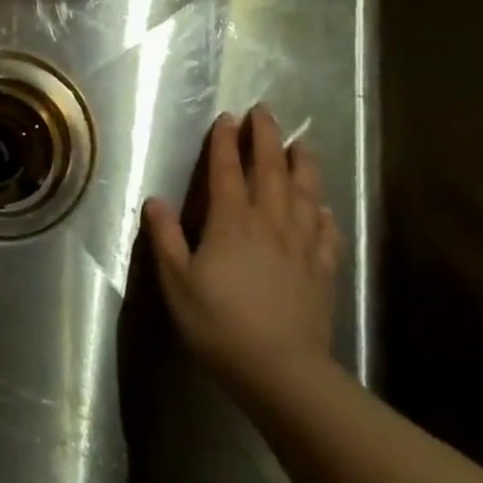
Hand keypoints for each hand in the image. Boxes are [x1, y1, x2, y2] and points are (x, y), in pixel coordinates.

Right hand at [143, 105, 343, 383]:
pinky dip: (324, 214)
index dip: (226, 143)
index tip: (227, 117)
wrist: (281, 371)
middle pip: (271, 172)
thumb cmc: (219, 324)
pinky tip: (324, 208)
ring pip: (305, 195)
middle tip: (266, 112)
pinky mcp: (322, 271)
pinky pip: (326, 233)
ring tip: (302, 145)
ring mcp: (301, 247)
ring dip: (303, 166)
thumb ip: (166, 238)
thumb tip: (155, 200)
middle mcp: (270, 224)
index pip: (227, 172)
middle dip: (267, 139)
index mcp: (231, 223)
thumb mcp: (177, 282)